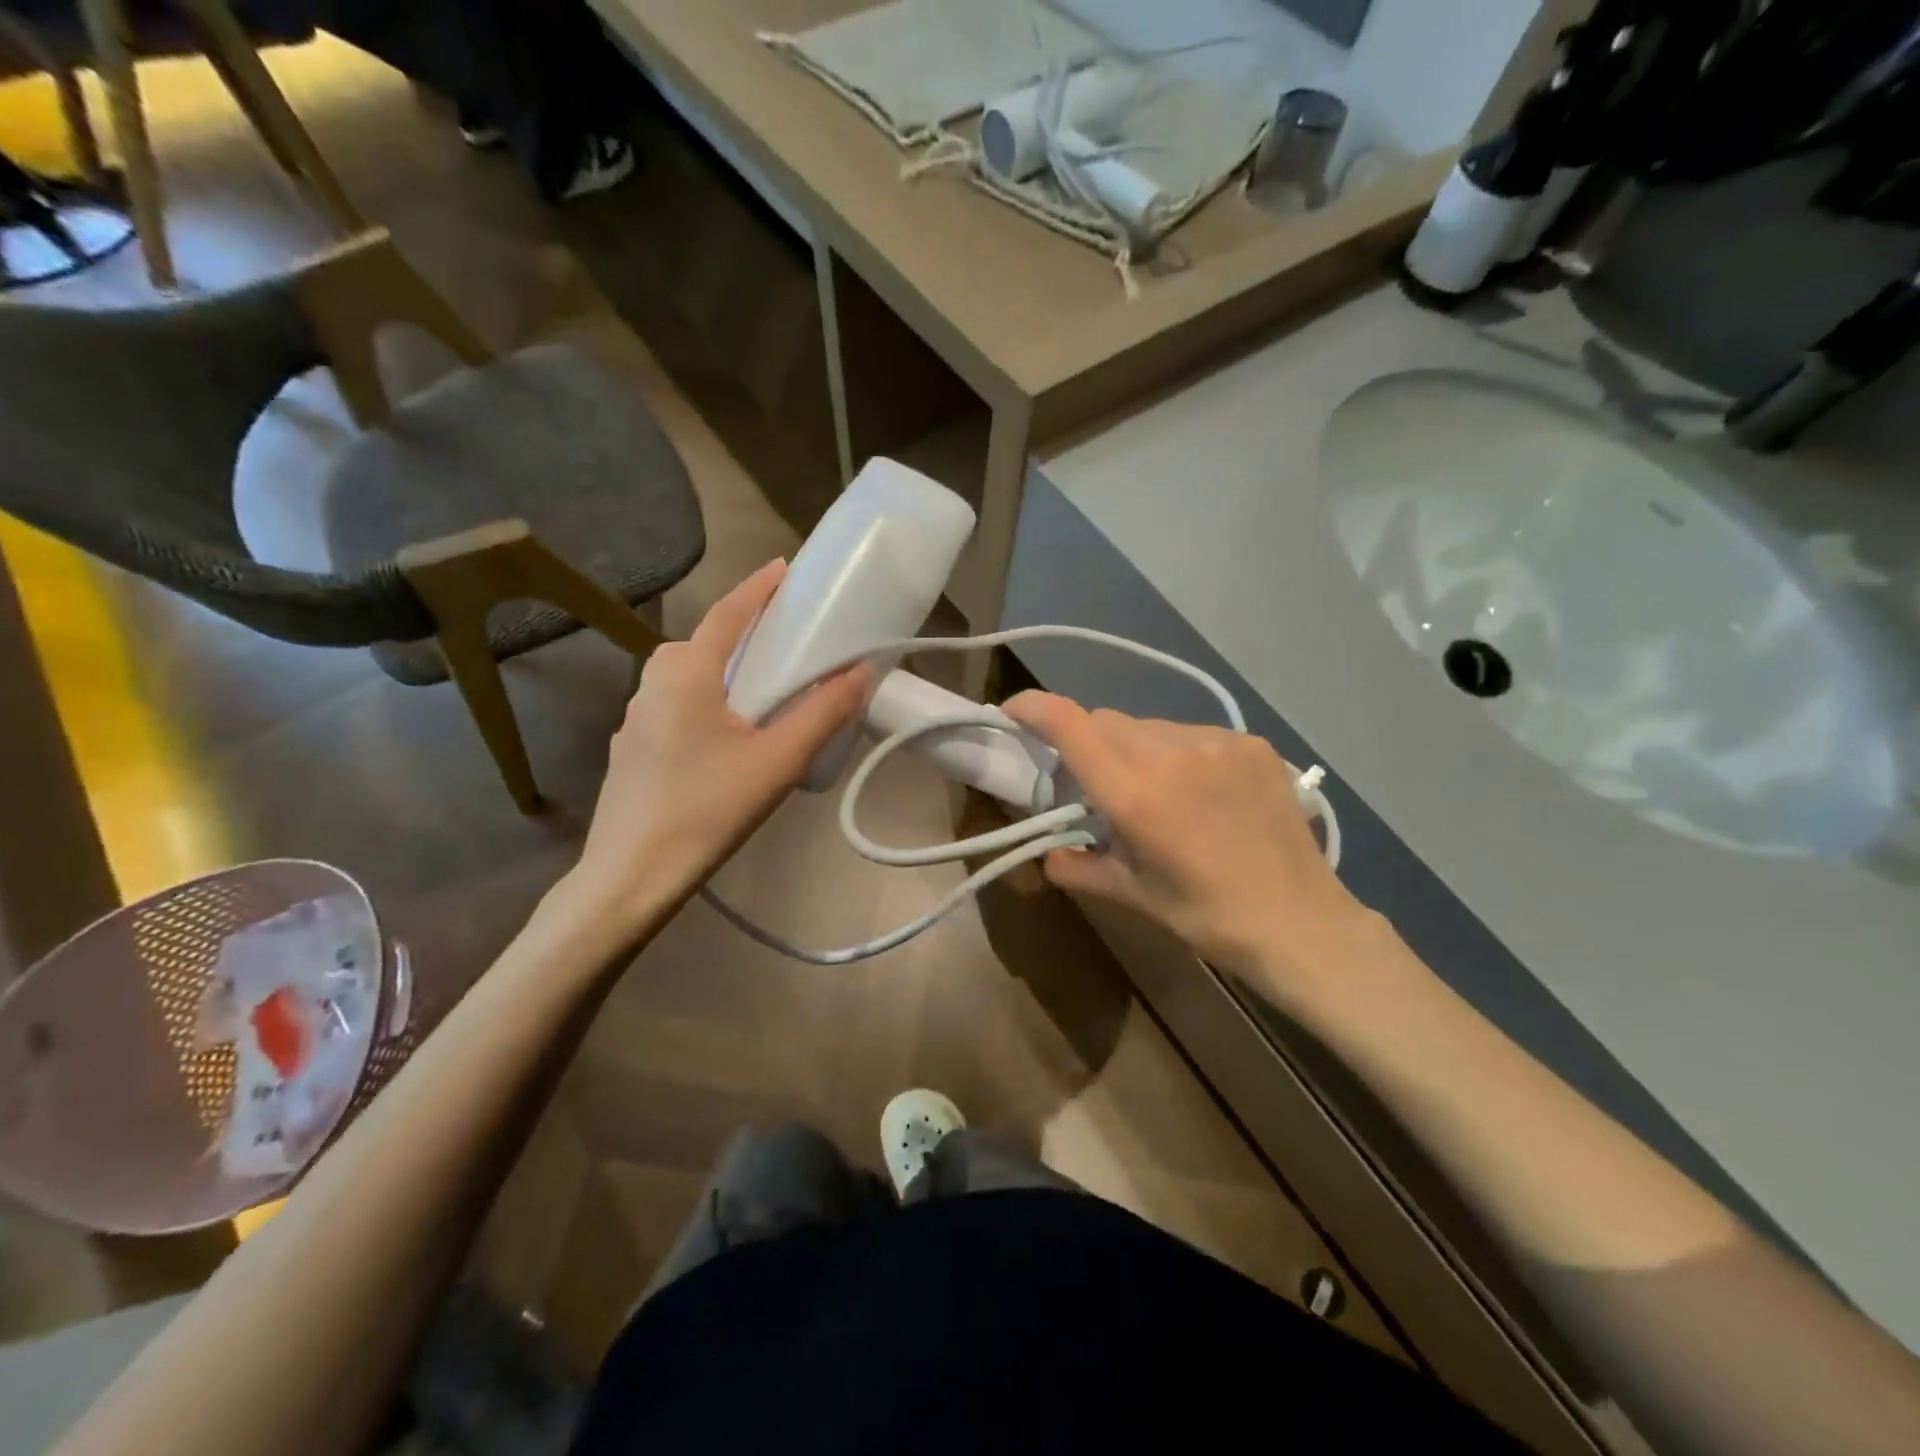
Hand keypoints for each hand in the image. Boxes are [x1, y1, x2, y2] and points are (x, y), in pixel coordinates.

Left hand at [562, 560, 870, 933]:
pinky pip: (676, 706)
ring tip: (763, 692)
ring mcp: (635, 718)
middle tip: (785, 641)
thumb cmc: (707, 810)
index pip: (727, 613)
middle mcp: (653, 684)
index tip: (785, 569)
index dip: (758, 588)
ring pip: (686, 676)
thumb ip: (823, 713)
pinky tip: (728, 739)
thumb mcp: (778, 762)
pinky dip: (706, 701)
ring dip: (723, 670)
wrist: (630, 877)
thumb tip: (863, 670)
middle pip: (703, 643)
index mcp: (685, 673)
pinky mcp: (632, 749)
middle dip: (742, 632)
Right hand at [1003, 692, 1374, 978]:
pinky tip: (1200, 791)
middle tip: (1096, 784)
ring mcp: (1217, 742)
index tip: (1013, 711)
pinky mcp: (1251, 743)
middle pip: (1106, 722)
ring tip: (1157, 793)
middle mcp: (1172, 752)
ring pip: (1149, 726)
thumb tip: (1051, 851)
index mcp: (1136, 793)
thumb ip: (1076, 867)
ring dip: (1134, 749)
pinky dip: (1178, 753)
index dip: (1034, 708)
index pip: (1071, 725)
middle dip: (1088, 744)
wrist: (1301, 922)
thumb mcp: (1131, 895)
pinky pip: (1193, 734)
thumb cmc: (1206, 916)